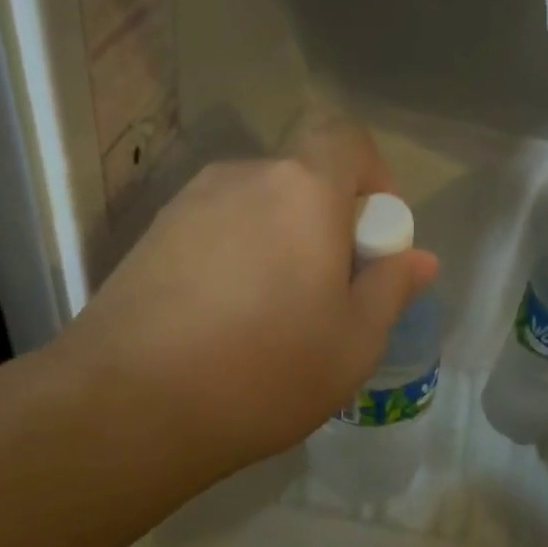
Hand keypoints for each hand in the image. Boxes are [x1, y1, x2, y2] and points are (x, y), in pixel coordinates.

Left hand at [47, 109, 438, 483]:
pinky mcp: (149, 239)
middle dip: (329, 224)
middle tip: (331, 295)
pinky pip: (216, 233)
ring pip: (258, 209)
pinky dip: (237, 261)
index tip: (375, 240)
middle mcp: (242, 178)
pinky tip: (226, 323)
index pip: (348, 139)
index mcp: (303, 190)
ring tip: (276, 317)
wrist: (128, 407)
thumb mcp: (355, 341)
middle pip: (303, 179)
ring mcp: (187, 205)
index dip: (374, 178)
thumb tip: (419, 259)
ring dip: (281, 245)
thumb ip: (391, 288)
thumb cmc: (266, 370)